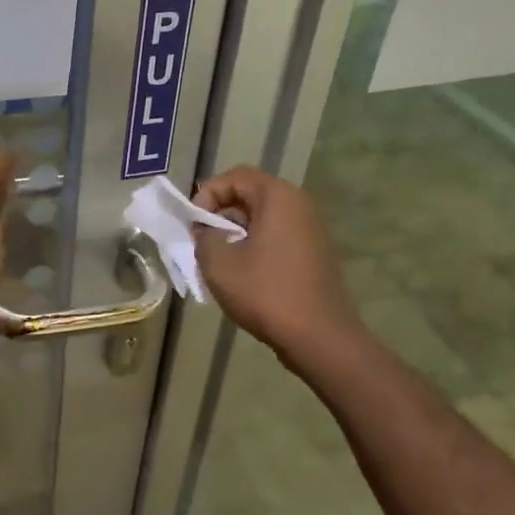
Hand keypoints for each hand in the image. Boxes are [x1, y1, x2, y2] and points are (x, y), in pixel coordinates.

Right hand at [192, 166, 359, 364]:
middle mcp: (299, 204)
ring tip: (218, 260)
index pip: (234, 176)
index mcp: (278, 197)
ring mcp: (310, 229)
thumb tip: (207, 231)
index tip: (194, 225)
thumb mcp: (218, 263)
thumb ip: (203, 236)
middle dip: (219, 214)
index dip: (207, 194)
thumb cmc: (266, 293)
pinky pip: (276, 235)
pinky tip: (242, 274)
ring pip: (262, 217)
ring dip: (235, 232)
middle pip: (249, 194)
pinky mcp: (313, 252)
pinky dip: (254, 245)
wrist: (319, 337)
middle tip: (202, 242)